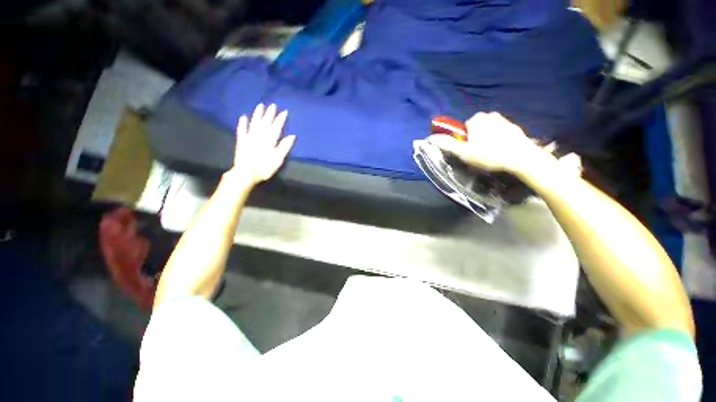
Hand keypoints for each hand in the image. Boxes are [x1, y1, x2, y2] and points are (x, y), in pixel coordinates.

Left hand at [224, 103, 294, 185]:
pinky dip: (243, 122)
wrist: (246, 173)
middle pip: (265, 122)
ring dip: (257, 114)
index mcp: (270, 140)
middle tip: (272, 105)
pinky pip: (242, 129)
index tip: (284, 111)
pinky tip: (244, 116)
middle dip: (270, 114)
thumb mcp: (278, 159)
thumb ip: (284, 146)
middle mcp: (259, 135)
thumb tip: (292, 136)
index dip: (280, 119)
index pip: (276, 127)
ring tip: (260, 105)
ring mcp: (249, 137)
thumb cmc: (264, 168)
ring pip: (254, 123)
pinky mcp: (241, 141)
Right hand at [428, 112, 578, 177]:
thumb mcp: (463, 152)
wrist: (521, 157)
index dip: (463, 142)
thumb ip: (447, 144)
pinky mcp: (514, 127)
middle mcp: (490, 114)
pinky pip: (500, 133)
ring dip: (486, 141)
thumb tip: (431, 138)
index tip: (469, 152)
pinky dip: (498, 141)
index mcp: (476, 119)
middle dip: (475, 140)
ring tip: (491, 155)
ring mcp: (504, 120)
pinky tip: (501, 152)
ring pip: (487, 131)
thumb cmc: (488, 154)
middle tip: (479, 155)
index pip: (463, 130)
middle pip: (475, 130)